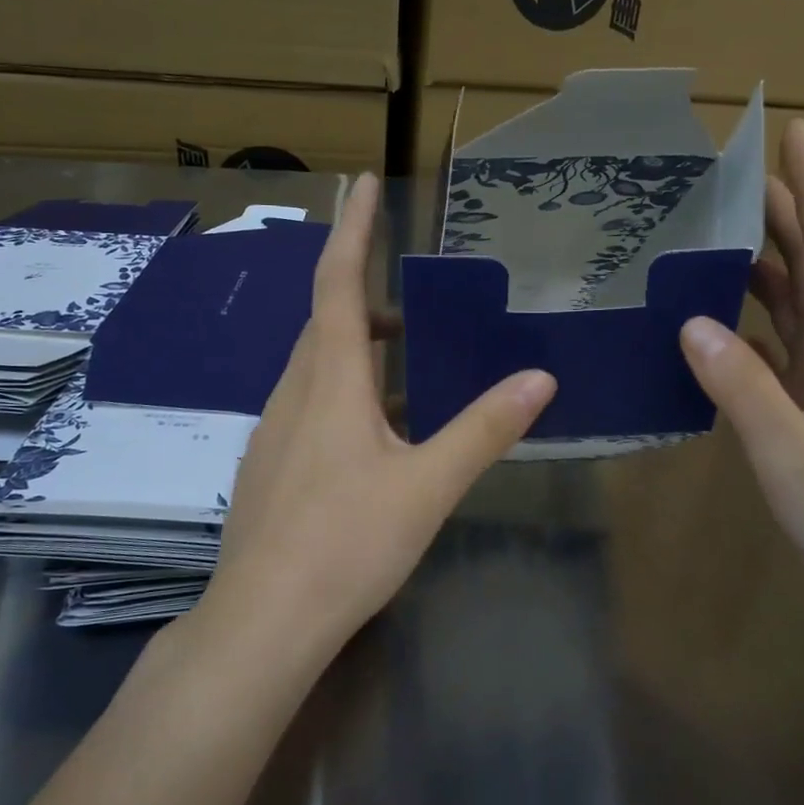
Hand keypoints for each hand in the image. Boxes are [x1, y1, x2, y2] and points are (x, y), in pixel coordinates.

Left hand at [205, 173, 556, 652]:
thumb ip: (483, 428)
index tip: (361, 183)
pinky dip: (344, 388)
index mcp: (330, 382)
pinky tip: (374, 430)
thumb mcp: (428, 485)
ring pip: (314, 364)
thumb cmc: (347, 544)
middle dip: (363, 293)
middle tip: (410, 295)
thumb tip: (540, 377)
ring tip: (403, 357)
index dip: (351, 230)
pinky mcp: (270, 464)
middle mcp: (294, 393)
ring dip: (355, 345)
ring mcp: (274, 430)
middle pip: (324, 321)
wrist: (263, 621)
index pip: (336, 284)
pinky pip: (308, 402)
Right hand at [679, 120, 803, 614]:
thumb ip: (742, 388)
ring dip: (768, 260)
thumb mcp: (791, 455)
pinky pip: (779, 343)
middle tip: (741, 171)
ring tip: (723, 230)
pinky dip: (752, 317)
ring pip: (798, 301)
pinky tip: (718, 317)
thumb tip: (690, 321)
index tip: (796, 133)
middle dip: (788, 210)